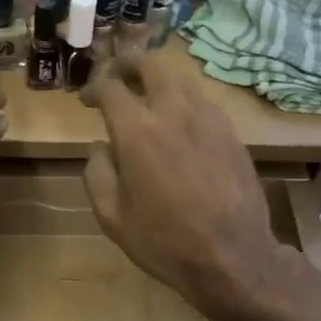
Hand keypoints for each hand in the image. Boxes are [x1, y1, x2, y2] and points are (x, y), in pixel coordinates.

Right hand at [82, 53, 308, 319]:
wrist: (233, 257)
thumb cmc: (164, 241)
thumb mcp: (112, 217)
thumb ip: (97, 173)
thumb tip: (99, 146)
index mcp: (138, 132)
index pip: (111, 87)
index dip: (94, 86)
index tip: (87, 100)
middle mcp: (174, 113)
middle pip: (151, 65)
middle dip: (129, 62)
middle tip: (117, 73)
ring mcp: (208, 120)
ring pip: (180, 79)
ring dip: (158, 79)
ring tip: (147, 94)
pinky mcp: (231, 133)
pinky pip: (203, 101)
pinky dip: (184, 99)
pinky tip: (179, 120)